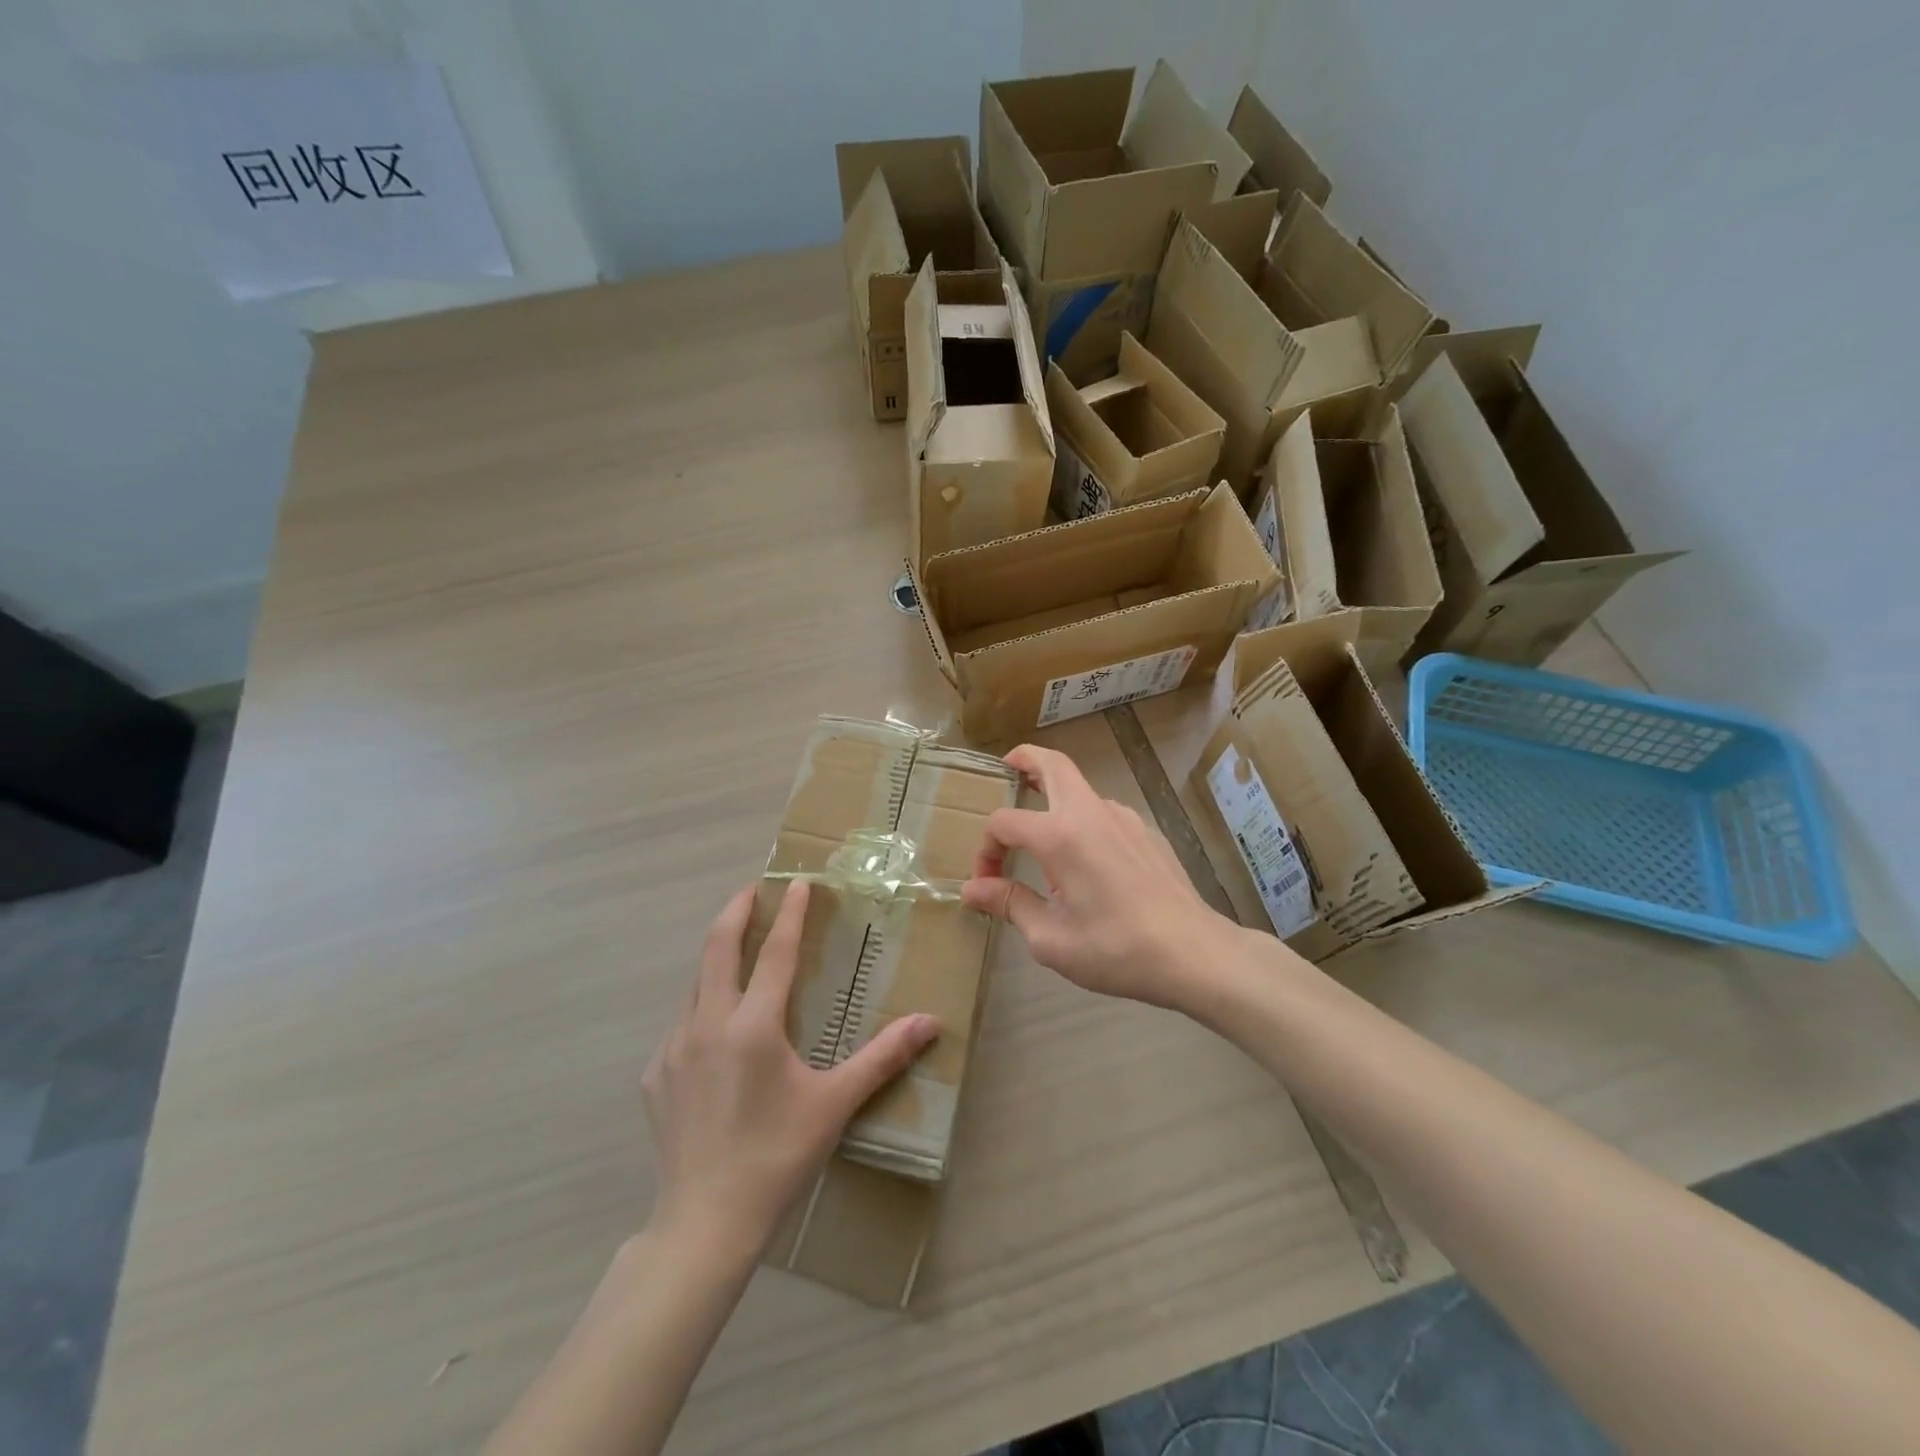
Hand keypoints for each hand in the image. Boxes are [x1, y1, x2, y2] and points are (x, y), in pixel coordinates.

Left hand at [641, 880, 939, 1260]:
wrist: (704, 1223)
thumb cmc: (777, 1156)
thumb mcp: (834, 1104)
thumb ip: (882, 1058)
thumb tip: (930, 1023)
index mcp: (753, 1026)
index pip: (776, 952)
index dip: (790, 913)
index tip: (797, 882)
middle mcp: (707, 1023)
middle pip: (718, 947)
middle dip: (736, 910)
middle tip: (753, 889)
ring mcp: (673, 1048)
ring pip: (695, 984)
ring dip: (717, 958)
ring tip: (738, 951)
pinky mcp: (654, 1075)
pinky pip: (680, 1024)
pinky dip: (701, 1006)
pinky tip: (715, 1028)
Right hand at [959, 744, 1243, 1008]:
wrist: (1193, 953)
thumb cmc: (1115, 948)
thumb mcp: (1050, 937)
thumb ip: (1009, 903)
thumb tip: (972, 889)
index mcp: (1060, 835)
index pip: (1005, 822)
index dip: (986, 848)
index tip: (987, 882)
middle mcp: (1091, 813)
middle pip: (1053, 764)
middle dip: (1025, 759)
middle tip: (1008, 768)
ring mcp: (1124, 818)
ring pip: (1080, 789)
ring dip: (1054, 795)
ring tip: (1041, 832)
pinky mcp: (1146, 833)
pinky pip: (1104, 814)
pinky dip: (1082, 820)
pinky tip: (1085, 861)